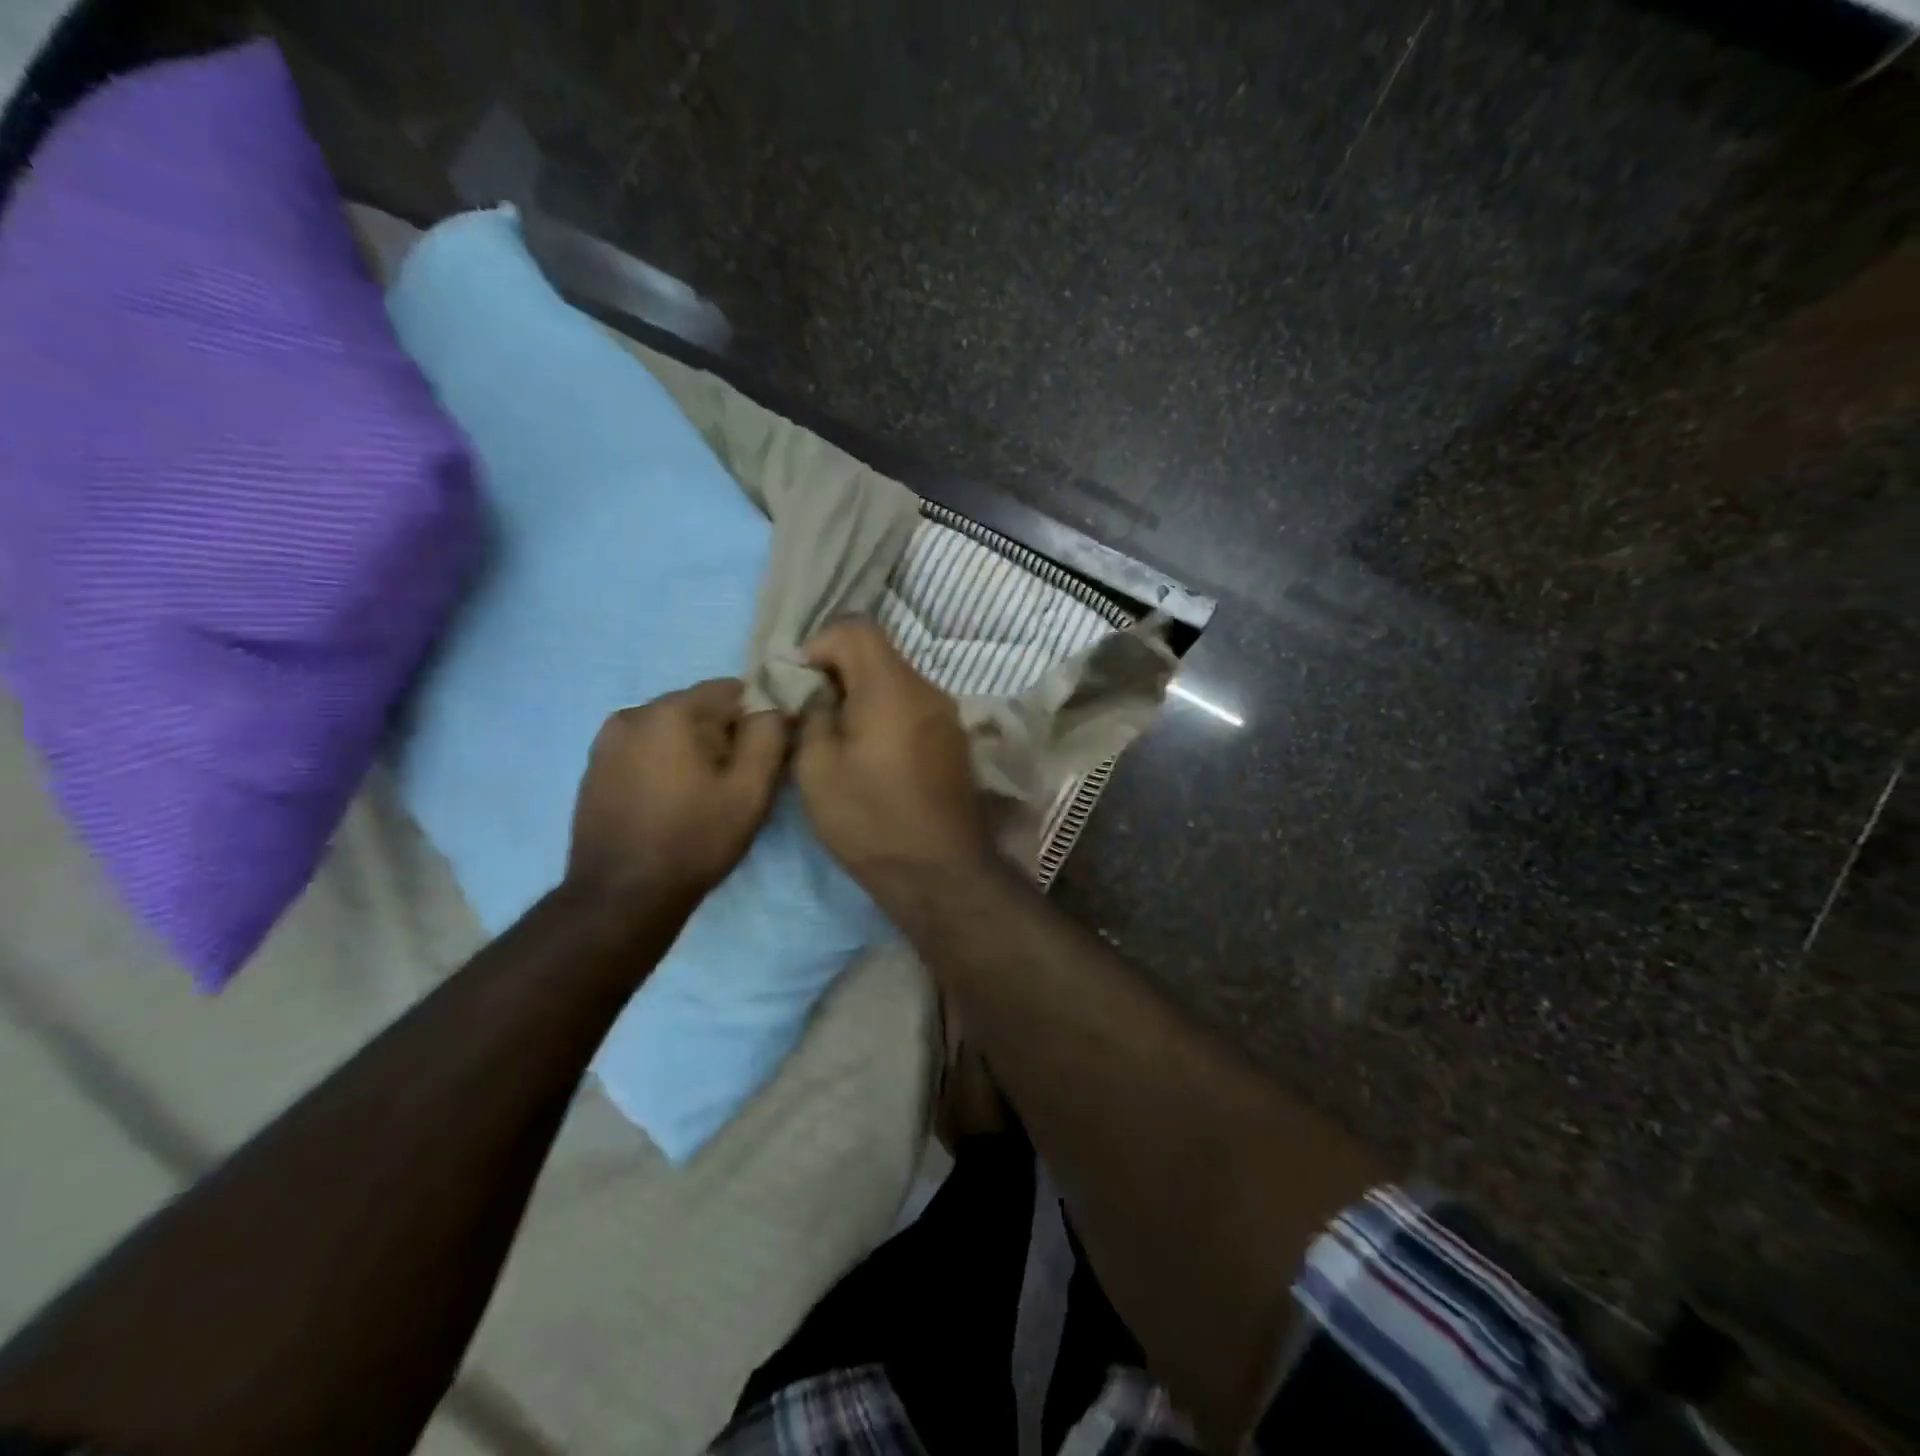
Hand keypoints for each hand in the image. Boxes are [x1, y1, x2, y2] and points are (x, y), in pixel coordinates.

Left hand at [568, 679, 788, 905]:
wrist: (621, 897)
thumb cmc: (694, 840)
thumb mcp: (750, 791)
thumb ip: (769, 736)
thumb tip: (774, 706)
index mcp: (670, 711)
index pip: (731, 689)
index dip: (757, 716)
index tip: (765, 754)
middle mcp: (632, 714)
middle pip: (698, 708)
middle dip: (723, 734)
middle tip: (737, 780)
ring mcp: (606, 743)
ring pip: (670, 731)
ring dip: (693, 750)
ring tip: (704, 795)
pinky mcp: (594, 770)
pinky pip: (644, 751)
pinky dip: (665, 765)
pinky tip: (672, 803)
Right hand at [793, 620, 992, 909]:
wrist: (939, 872)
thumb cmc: (870, 820)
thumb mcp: (817, 768)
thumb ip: (812, 715)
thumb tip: (818, 694)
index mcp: (892, 686)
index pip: (856, 629)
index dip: (819, 645)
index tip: (798, 684)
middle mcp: (927, 690)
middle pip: (878, 654)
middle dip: (838, 673)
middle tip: (810, 713)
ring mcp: (946, 716)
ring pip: (895, 683)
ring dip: (861, 697)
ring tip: (837, 738)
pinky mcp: (953, 742)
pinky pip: (912, 709)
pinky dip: (885, 716)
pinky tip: (869, 755)